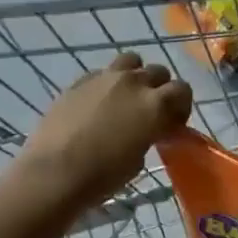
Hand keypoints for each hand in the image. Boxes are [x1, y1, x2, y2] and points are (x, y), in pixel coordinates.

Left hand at [16, 53, 192, 204]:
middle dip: (161, 89)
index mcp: (155, 104)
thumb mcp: (139, 158)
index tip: (173, 124)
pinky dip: (108, 83)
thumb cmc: (104, 175)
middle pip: (158, 72)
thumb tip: (148, 129)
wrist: (55, 172)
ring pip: (131, 61)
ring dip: (136, 76)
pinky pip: (103, 73)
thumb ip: (150, 133)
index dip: (181, 106)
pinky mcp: (79, 81)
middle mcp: (134, 83)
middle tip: (152, 112)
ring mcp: (104, 78)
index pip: (182, 90)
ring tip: (127, 98)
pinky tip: (99, 104)